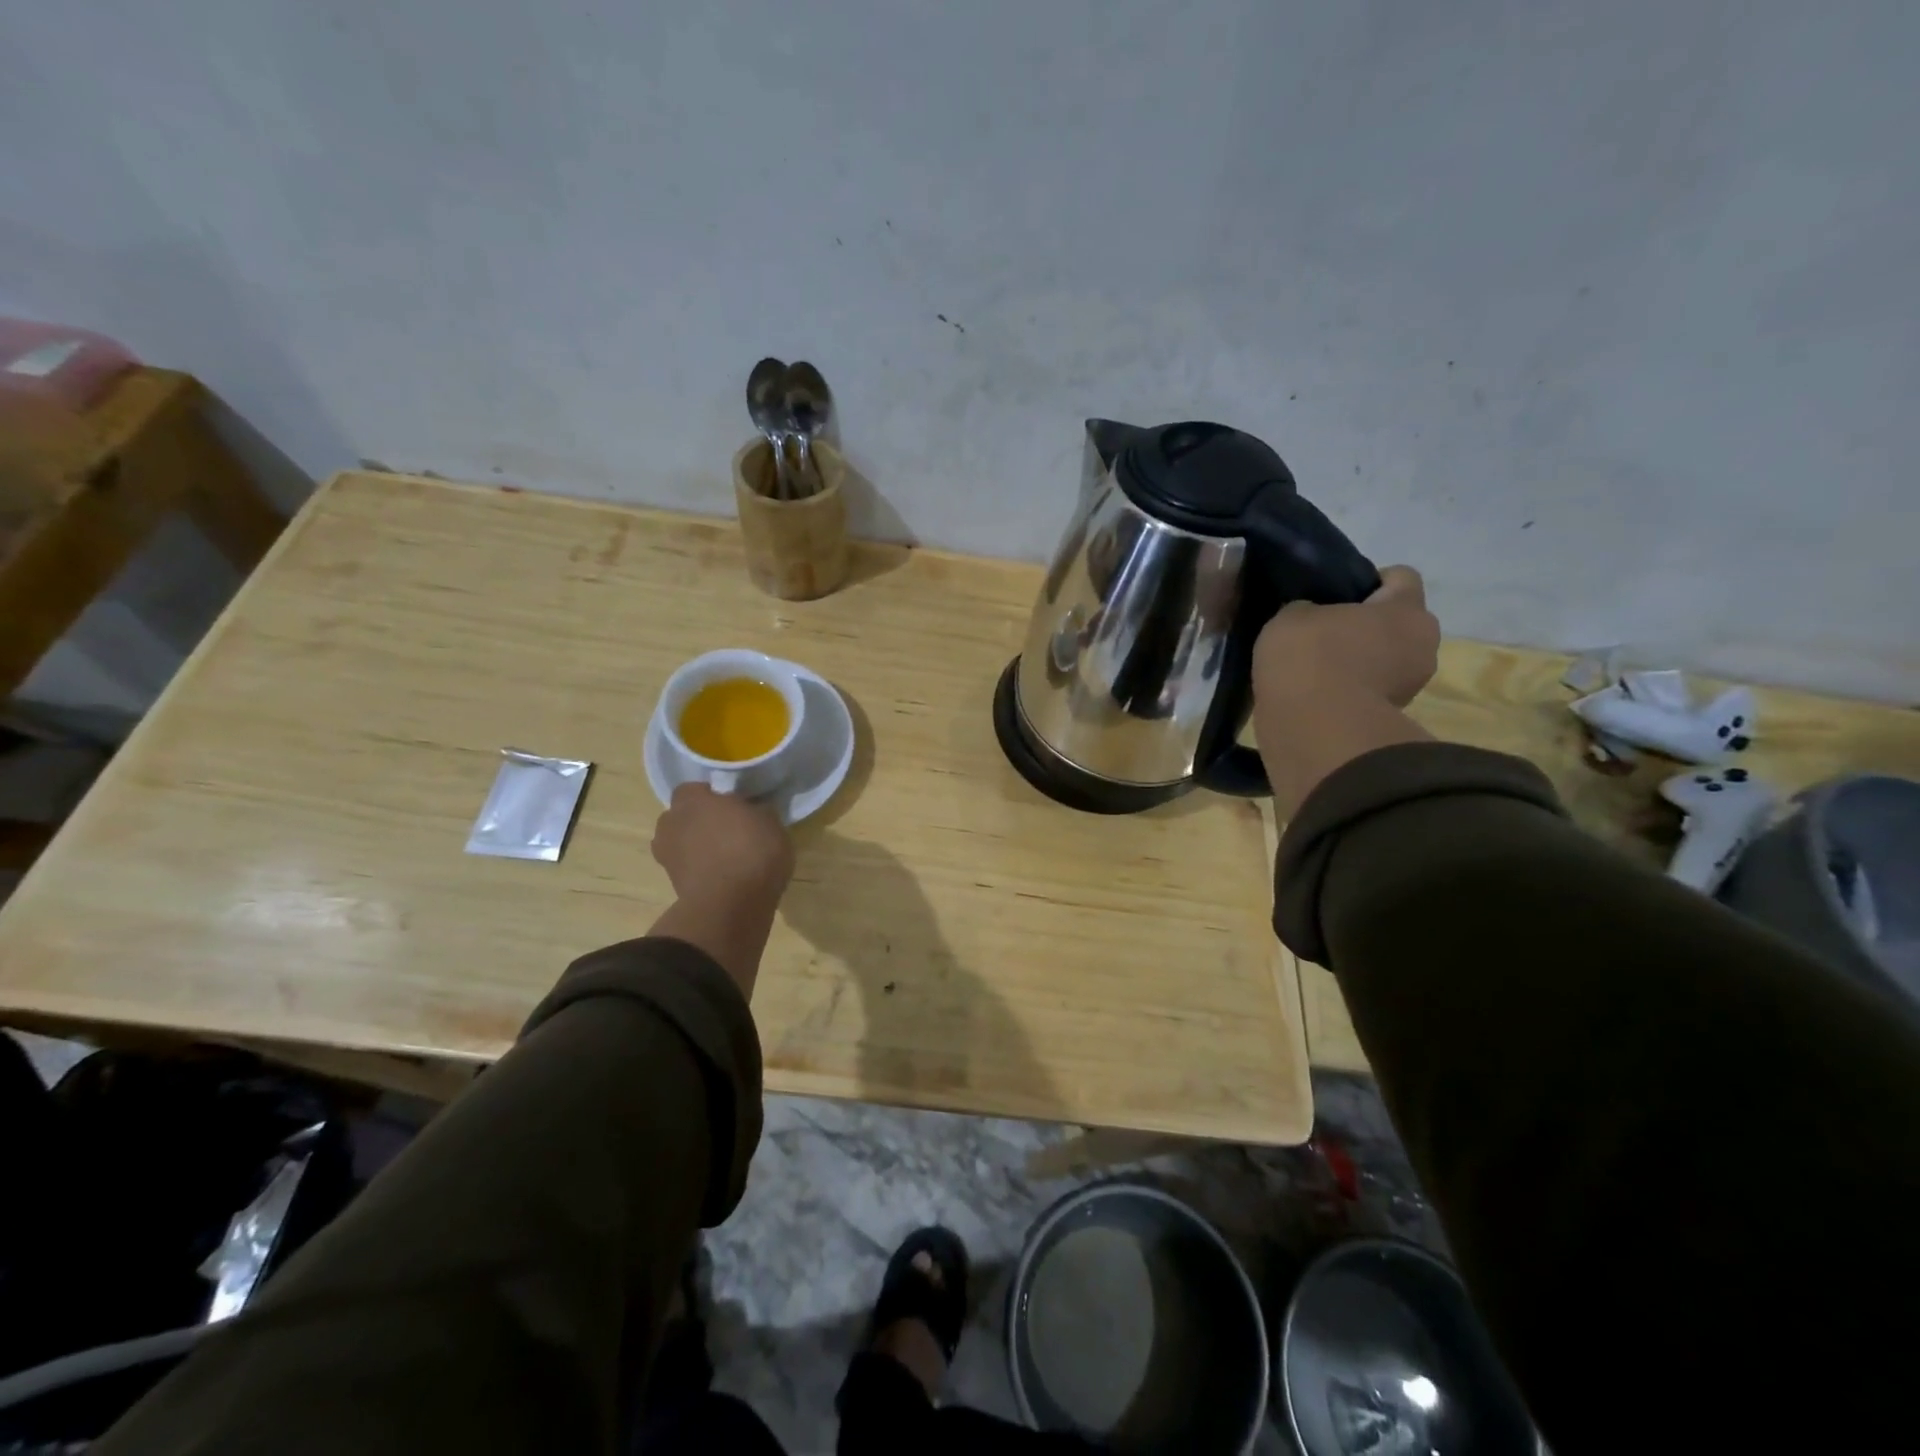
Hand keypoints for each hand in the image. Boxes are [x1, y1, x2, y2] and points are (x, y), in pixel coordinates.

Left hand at [651, 784, 793, 909]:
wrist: (731, 905)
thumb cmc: (752, 850)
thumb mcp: (771, 822)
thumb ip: (756, 812)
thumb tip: (752, 812)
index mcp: (692, 799)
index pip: (695, 789)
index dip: (714, 797)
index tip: (734, 807)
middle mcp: (671, 823)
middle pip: (684, 817)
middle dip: (701, 822)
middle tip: (730, 830)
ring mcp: (667, 856)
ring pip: (683, 844)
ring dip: (698, 848)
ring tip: (727, 857)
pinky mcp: (672, 885)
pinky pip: (688, 868)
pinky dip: (701, 871)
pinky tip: (725, 877)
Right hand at [1253, 565, 1439, 711]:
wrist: (1313, 729)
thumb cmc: (1310, 657)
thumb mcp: (1291, 617)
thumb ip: (1307, 609)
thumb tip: (1312, 618)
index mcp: (1407, 609)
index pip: (1400, 577)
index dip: (1368, 580)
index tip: (1336, 594)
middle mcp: (1423, 644)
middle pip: (1397, 623)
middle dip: (1366, 625)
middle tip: (1324, 632)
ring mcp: (1411, 686)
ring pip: (1385, 660)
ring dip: (1359, 661)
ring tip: (1317, 668)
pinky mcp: (1390, 718)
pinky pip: (1370, 690)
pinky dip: (1350, 690)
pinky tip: (1317, 693)